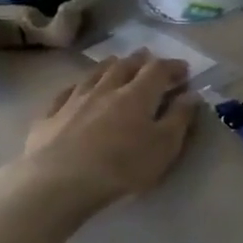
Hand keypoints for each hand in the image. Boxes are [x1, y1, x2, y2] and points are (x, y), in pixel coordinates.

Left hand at [16, 50, 198, 208]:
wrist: (59, 182)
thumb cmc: (121, 167)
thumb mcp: (164, 147)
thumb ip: (179, 118)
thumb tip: (192, 94)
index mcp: (137, 95)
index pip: (158, 70)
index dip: (173, 67)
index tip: (184, 70)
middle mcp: (106, 89)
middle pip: (125, 66)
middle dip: (140, 60)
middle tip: (149, 60)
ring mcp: (74, 100)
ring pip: (94, 74)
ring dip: (109, 66)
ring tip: (116, 63)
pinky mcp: (49, 116)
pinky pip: (65, 93)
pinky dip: (76, 87)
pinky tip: (76, 89)